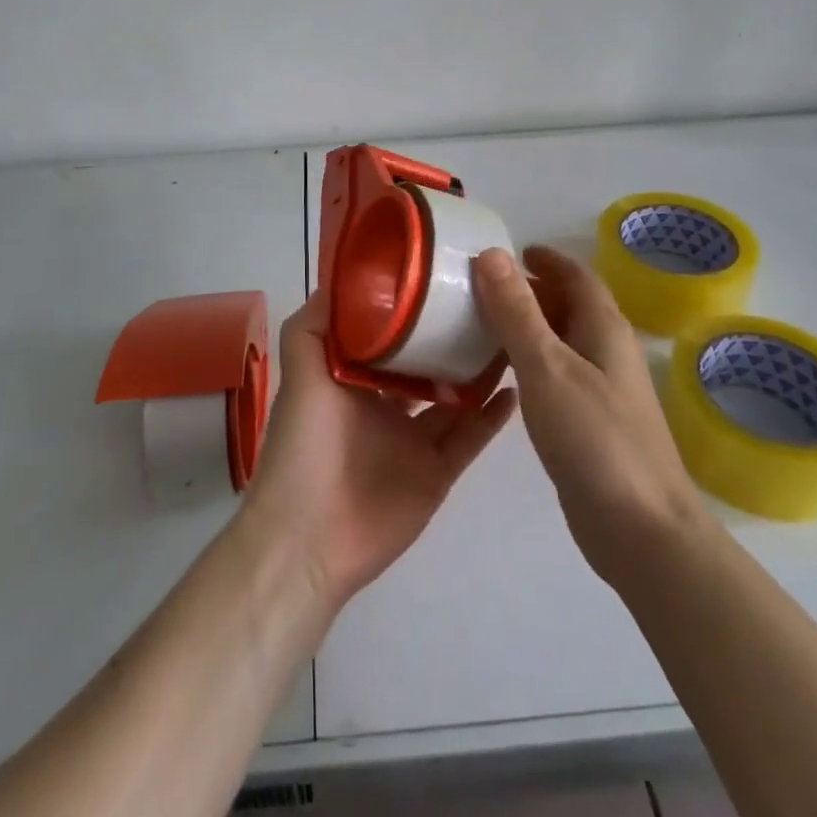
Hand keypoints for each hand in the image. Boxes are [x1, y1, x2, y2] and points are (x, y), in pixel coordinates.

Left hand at [241, 293, 516, 612]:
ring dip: (478, 373)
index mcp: (354, 380)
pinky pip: (470, 438)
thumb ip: (312, 328)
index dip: (411, 311)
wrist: (309, 538)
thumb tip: (338, 280)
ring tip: (509, 337)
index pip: (388, 337)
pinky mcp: (437, 472)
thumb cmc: (304, 446)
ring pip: (454, 399)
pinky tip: (515, 388)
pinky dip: (492, 416)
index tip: (439, 278)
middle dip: (450, 339)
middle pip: (427, 365)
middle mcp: (386, 406)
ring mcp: (414, 441)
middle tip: (486, 304)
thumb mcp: (302, 375)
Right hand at [472, 246, 708, 587]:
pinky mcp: (593, 422)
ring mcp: (604, 389)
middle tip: (482, 288)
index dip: (545, 260)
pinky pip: (559, 373)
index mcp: (604, 328)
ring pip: (563, 340)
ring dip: (529, 326)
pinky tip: (505, 377)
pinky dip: (531, 361)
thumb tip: (492, 253)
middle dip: (531, 291)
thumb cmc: (593, 438)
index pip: (576, 276)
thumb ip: (517, 311)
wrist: (641, 529)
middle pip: (570, 305)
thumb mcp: (546, 366)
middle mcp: (608, 351)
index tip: (508, 252)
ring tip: (483, 325)